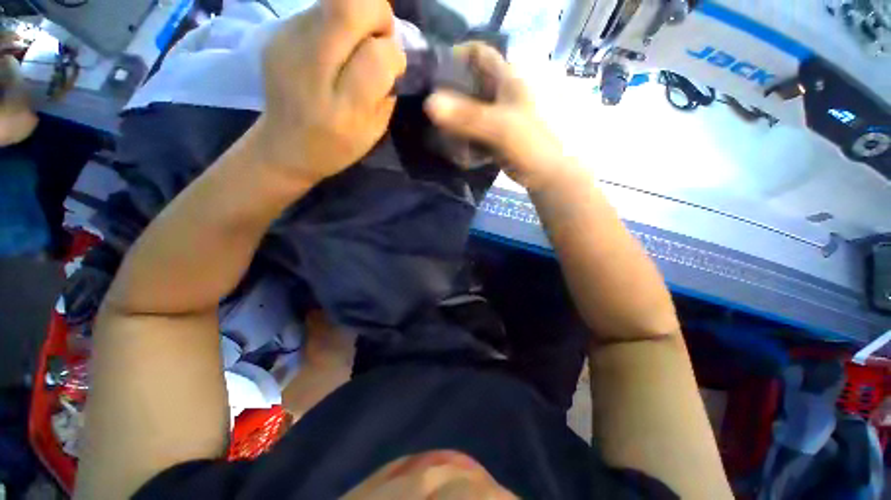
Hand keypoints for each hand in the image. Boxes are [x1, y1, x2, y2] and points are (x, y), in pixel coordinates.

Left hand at [253, 0, 406, 187]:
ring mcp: (287, 44)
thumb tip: (391, 51)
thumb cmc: (337, 146)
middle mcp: (310, 70)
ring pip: (333, 1)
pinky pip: (318, 9)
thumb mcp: (373, 132)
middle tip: (379, 35)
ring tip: (355, 44)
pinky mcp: (277, 32)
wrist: (285, 146)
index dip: (393, 51)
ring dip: (356, 16)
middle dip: (377, 12)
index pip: (376, 56)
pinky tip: (333, 47)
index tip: (392, 64)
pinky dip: (337, 21)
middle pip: (348, 6)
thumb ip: (385, 91)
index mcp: (343, 110)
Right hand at [424, 43, 574, 190]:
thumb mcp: (499, 127)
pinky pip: (473, 132)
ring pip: (469, 111)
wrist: (545, 174)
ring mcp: (497, 116)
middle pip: (469, 84)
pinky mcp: (494, 135)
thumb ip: (467, 116)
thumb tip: (429, 104)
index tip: (435, 74)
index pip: (479, 54)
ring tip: (442, 134)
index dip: (457, 56)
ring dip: (455, 122)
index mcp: (507, 80)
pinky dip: (464, 139)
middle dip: (451, 95)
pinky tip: (458, 150)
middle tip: (432, 110)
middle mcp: (500, 94)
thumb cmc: (529, 145)